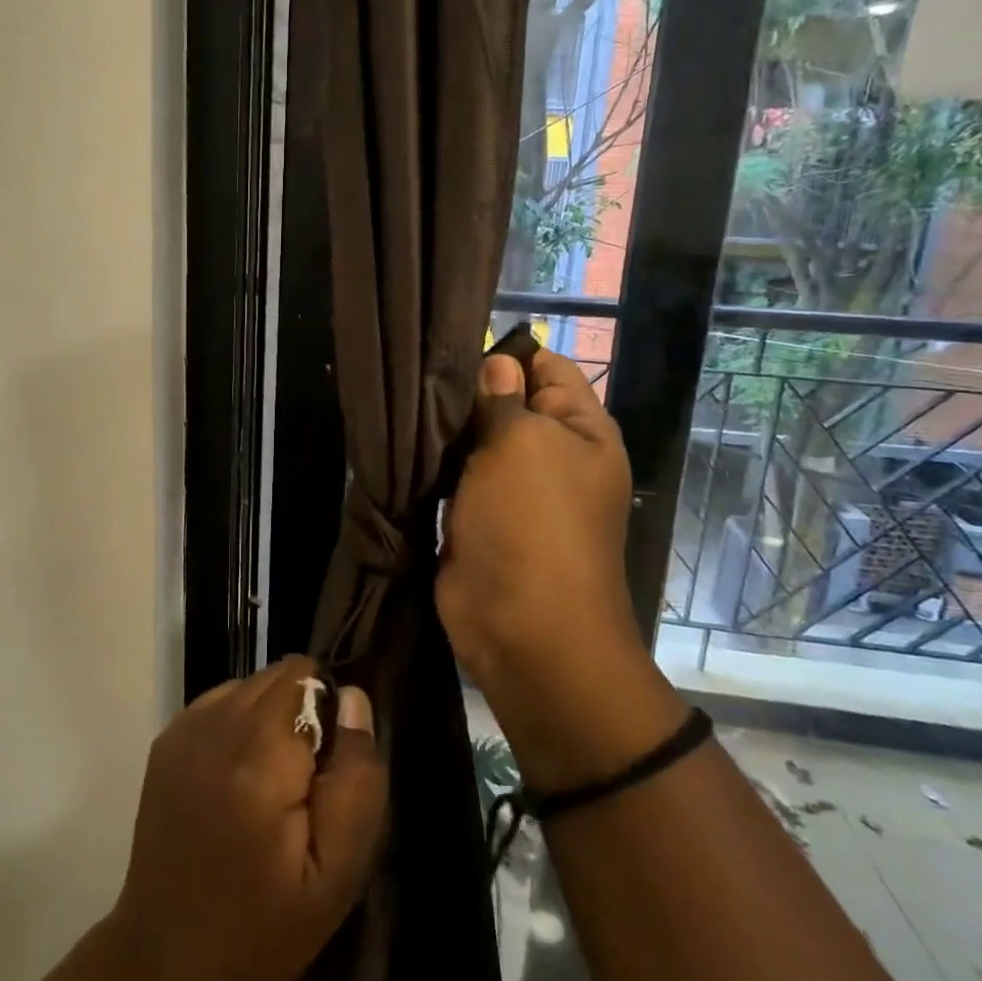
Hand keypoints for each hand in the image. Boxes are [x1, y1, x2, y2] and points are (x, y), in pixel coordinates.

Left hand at [102, 656, 386, 980]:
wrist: (165, 964)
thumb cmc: (262, 928)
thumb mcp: (337, 874)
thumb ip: (357, 778)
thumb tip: (354, 699)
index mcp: (258, 755)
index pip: (308, 677)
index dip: (329, 715)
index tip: (327, 771)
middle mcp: (215, 724)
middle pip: (278, 675)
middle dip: (302, 712)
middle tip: (302, 785)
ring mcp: (184, 728)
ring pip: (250, 685)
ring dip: (270, 716)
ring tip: (269, 785)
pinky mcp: (166, 740)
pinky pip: (221, 702)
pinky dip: (239, 724)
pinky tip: (236, 780)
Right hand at [437, 349, 685, 791]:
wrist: (523, 631)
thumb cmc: (533, 525)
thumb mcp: (521, 444)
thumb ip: (502, 398)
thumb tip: (497, 363)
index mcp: (580, 430)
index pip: (547, 366)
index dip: (506, 355)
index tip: (453, 349)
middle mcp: (550, 454)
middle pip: (506, 402)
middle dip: (466, 391)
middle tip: (416, 379)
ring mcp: (512, 489)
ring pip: (474, 439)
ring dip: (444, 430)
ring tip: (402, 408)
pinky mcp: (477, 517)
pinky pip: (454, 476)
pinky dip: (433, 464)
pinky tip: (401, 445)